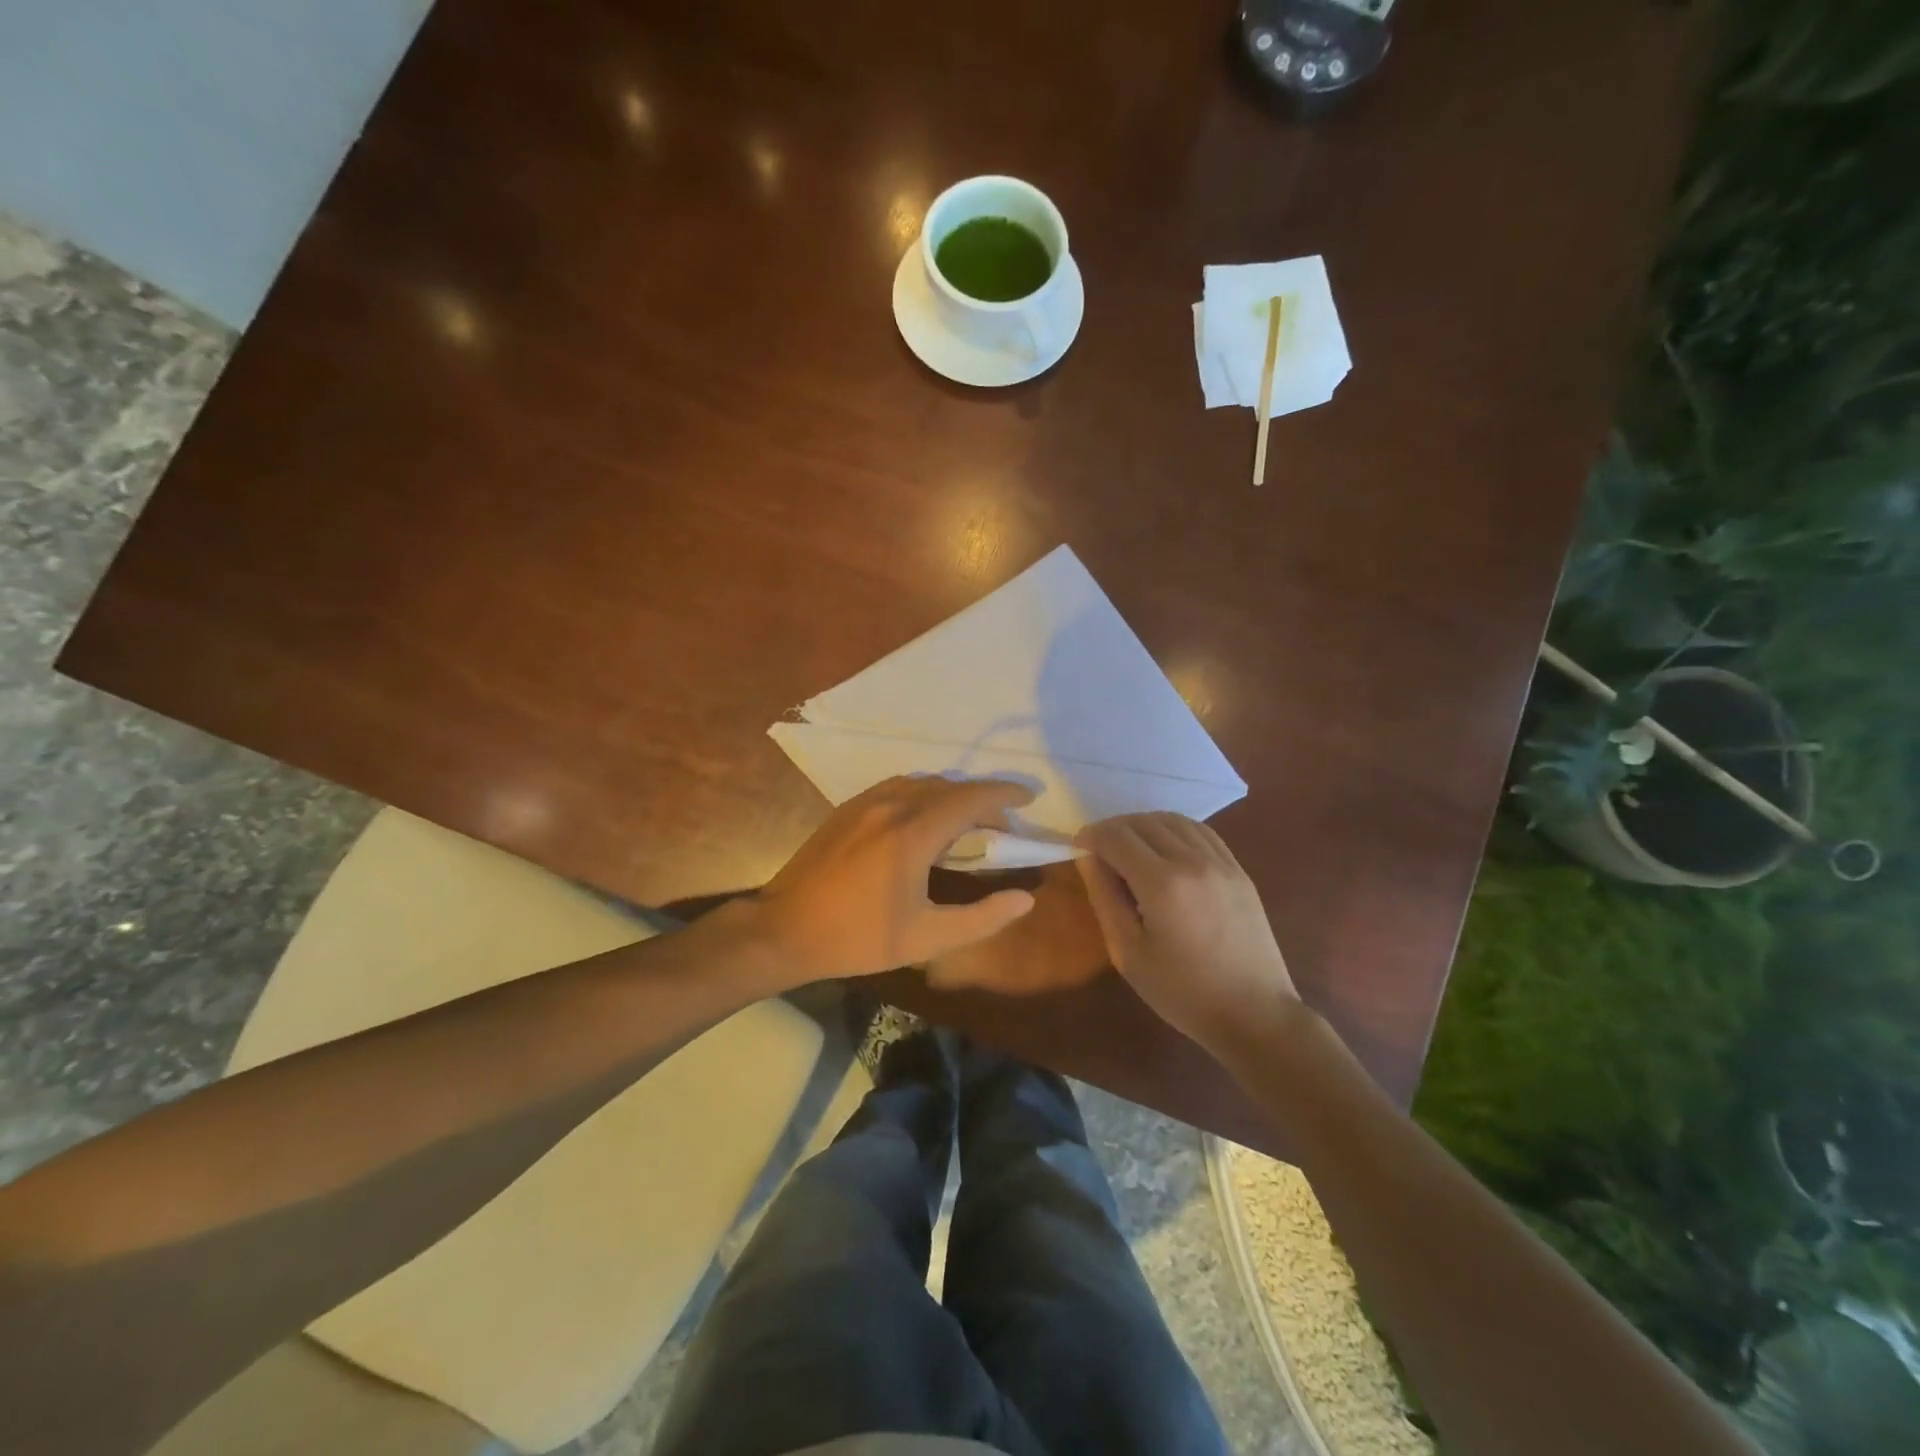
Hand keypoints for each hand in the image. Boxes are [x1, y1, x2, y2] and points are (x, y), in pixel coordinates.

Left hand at [756, 776, 1038, 981]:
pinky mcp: (847, 808)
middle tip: (1002, 827)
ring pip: (923, 783)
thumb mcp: (926, 939)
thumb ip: (981, 918)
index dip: (1005, 794)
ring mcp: (865, 802)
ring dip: (952, 795)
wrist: (784, 930)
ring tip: (967, 822)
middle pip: (950, 787)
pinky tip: (925, 819)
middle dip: (983, 800)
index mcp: (913, 833)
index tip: (1029, 798)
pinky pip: (898, 787)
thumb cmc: (858, 938)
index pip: (972, 798)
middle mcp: (892, 805)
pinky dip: (924, 794)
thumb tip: (1025, 899)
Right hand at [1074, 812, 1298, 1050]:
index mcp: (1162, 884)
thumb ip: (1105, 898)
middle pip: (1143, 822)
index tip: (1079, 848)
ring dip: (1144, 825)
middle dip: (1114, 829)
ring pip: (1173, 820)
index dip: (1091, 836)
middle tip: (1099, 851)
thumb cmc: (1182, 992)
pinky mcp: (1238, 870)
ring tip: (1130, 847)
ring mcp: (1221, 862)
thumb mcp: (1128, 953)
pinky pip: (1200, 832)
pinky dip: (1174, 829)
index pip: (1116, 837)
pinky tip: (1165, 848)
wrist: (1254, 1014)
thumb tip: (1088, 858)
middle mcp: (1192, 861)